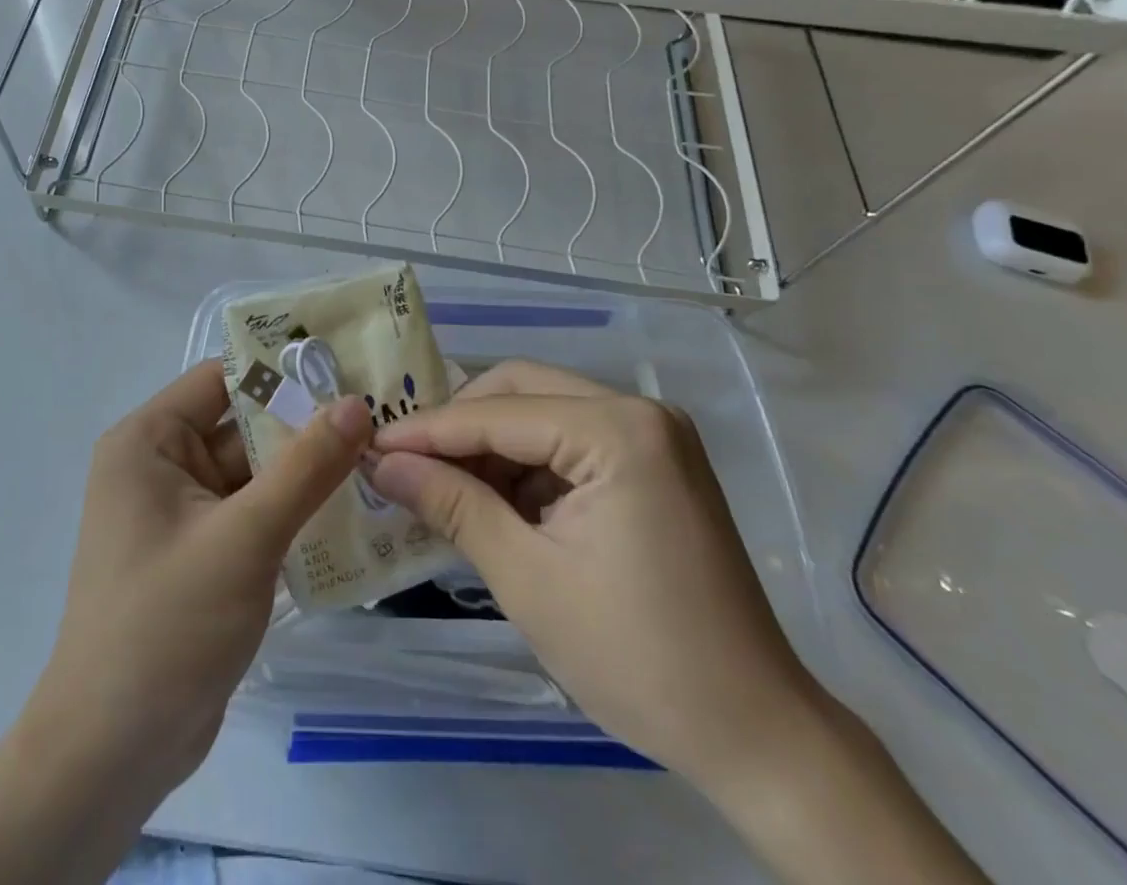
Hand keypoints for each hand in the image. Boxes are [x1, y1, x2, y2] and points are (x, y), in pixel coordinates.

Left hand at [31, 359, 371, 797]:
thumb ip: (304, 467)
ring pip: (255, 472)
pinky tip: (354, 512)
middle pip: (244, 425)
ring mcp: (183, 513)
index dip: (284, 372)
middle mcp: (162, 465)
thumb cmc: (167, 625)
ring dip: (307, 471)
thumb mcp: (244, 537)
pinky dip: (294, 511)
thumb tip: (356, 403)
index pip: (224, 380)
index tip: (349, 370)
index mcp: (150, 440)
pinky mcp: (203, 554)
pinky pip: (254, 513)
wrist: (113, 753)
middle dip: (306, 425)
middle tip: (381, 416)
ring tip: (381, 457)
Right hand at [368, 360, 823, 794]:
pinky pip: (570, 442)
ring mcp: (652, 434)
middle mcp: (639, 410)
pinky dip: (526, 466)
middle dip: (459, 427)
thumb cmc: (637, 658)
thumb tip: (382, 464)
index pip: (498, 414)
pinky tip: (494, 503)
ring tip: (442, 489)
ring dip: (490, 447)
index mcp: (618, 430)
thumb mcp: (527, 578)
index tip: (371, 446)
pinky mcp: (654, 462)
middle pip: (521, 391)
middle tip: (406, 464)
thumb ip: (452, 505)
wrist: (755, 734)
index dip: (428, 431)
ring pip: (543, 412)